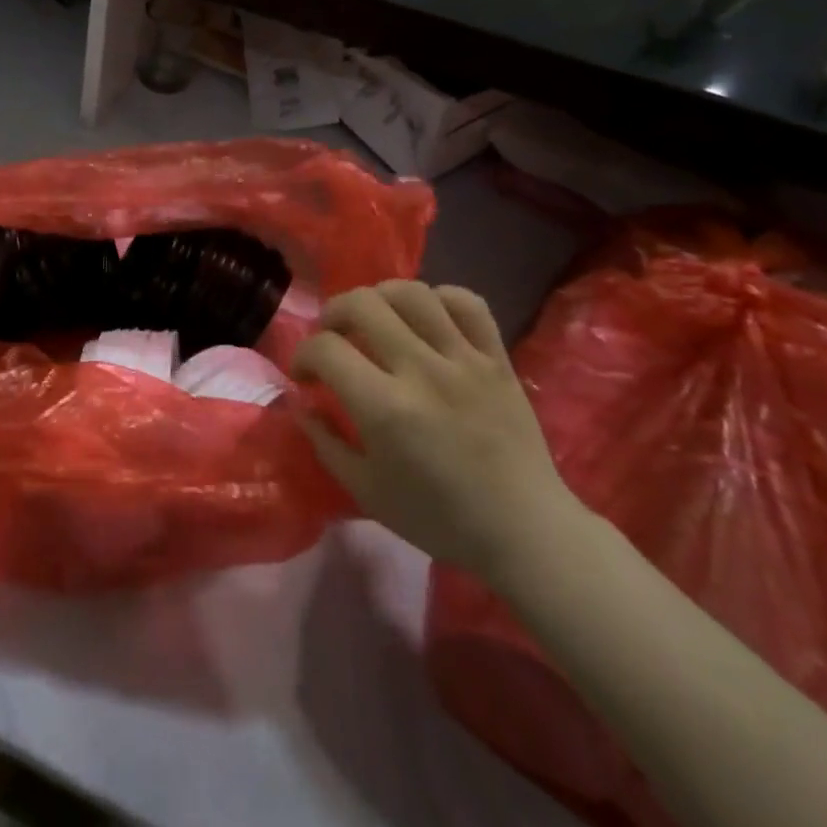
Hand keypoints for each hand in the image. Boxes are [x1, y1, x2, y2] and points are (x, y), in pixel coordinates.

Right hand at [292, 281, 584, 583]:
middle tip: (333, 336)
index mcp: (385, 409)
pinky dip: (440, 299)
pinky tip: (427, 318)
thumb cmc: (440, 519)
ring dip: (380, 297)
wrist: (526, 532)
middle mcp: (422, 371)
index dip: (302, 355)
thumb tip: (300, 401)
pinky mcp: (497, 358)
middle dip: (333, 313)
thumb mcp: (367, 491)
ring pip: (411, 293)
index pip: (326, 349)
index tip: (304, 374)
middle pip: (362, 304)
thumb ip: (325, 442)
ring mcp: (464, 360)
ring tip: (375, 318)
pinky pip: (468, 303)